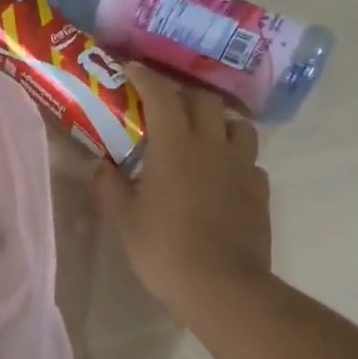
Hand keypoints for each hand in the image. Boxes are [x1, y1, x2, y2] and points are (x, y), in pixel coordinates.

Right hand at [93, 65, 271, 319]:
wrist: (222, 288)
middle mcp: (212, 146)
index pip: (162, 95)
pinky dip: (234, 157)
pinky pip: (249, 160)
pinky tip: (221, 174)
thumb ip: (109, 186)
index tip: (132, 69)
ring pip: (237, 125)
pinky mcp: (260, 191)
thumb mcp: (125, 219)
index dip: (146, 77)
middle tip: (163, 106)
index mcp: (175, 146)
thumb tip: (97, 164)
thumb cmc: (164, 249)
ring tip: (200, 135)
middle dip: (182, 95)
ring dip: (217, 121)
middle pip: (204, 101)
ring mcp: (242, 167)